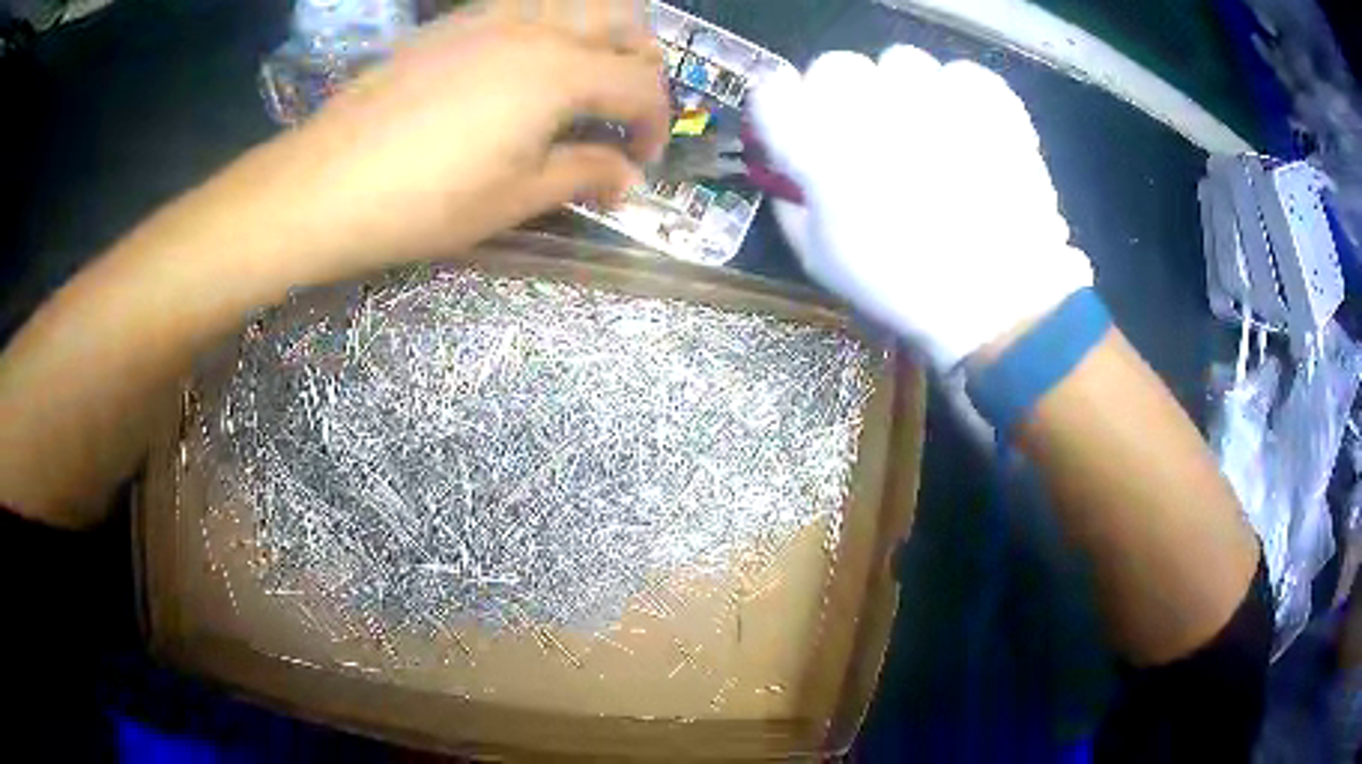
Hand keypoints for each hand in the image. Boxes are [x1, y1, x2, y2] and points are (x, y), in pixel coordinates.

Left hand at [242, 0, 668, 279]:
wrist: (325, 184)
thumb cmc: (424, 201)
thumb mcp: (515, 198)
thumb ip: (584, 174)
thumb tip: (627, 176)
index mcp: (561, 72)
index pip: (641, 85)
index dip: (654, 125)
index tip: (639, 161)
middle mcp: (536, 27)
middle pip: (624, 21)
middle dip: (642, 63)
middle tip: (622, 109)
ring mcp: (491, 16)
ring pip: (577, 0)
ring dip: (601, 34)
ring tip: (584, 78)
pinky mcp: (453, 22)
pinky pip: (526, 4)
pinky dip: (551, 25)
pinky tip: (526, 65)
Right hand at [752, 46, 1092, 369]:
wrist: (1000, 299)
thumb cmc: (903, 287)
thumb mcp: (821, 259)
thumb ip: (793, 202)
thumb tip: (791, 169)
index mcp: (820, 147)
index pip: (773, 92)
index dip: (784, 109)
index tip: (800, 129)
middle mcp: (871, 107)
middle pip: (836, 66)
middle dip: (843, 96)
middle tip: (868, 133)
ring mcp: (934, 96)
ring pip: (901, 62)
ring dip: (904, 91)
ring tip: (926, 131)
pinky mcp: (987, 100)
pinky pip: (959, 73)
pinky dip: (959, 94)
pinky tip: (966, 129)